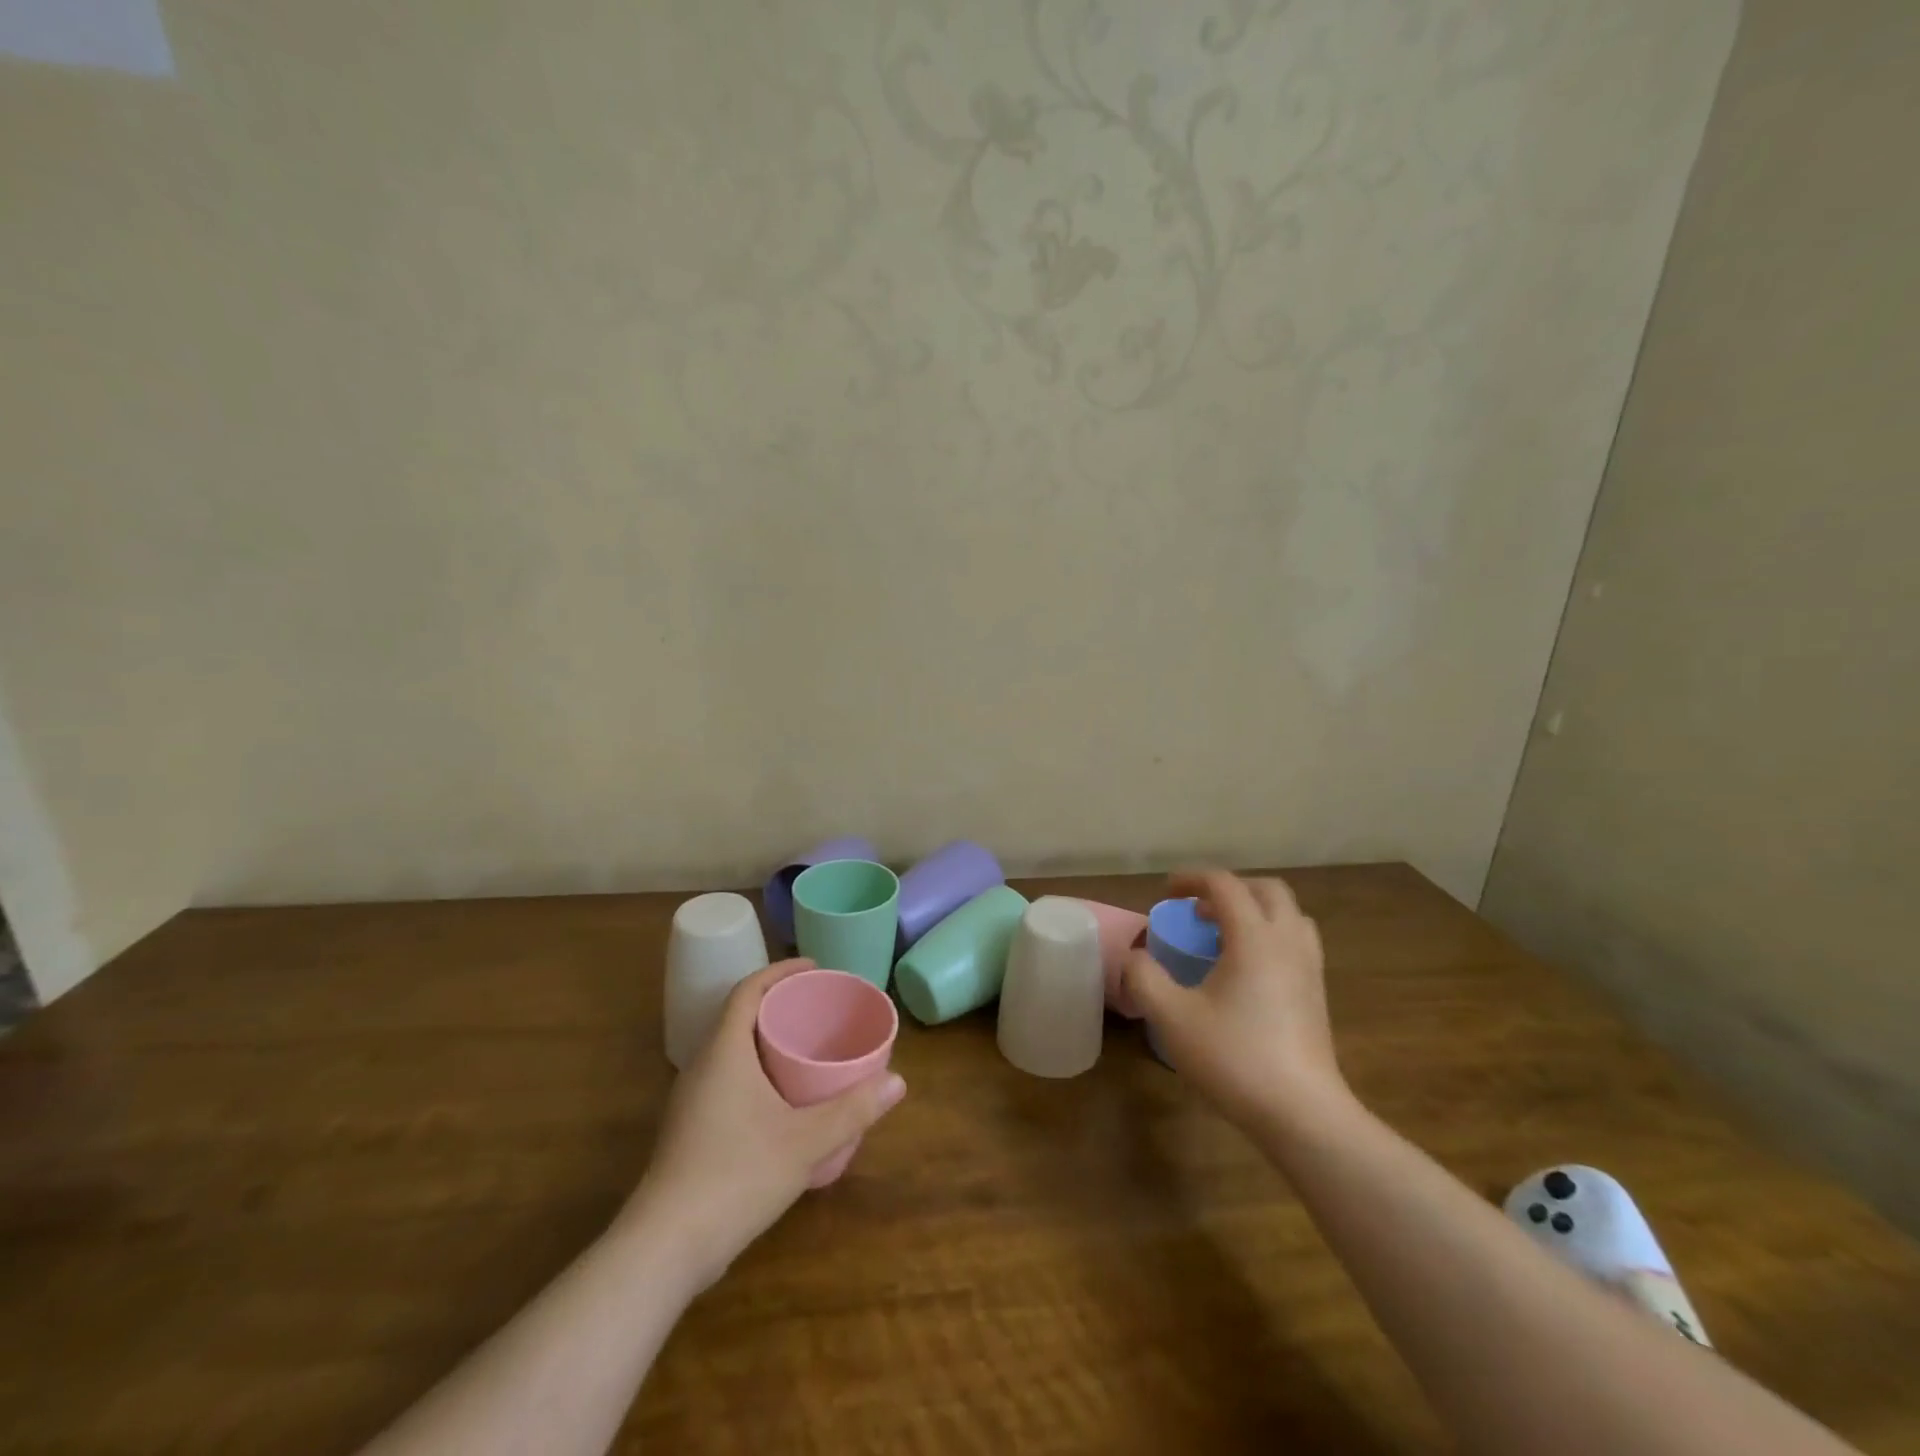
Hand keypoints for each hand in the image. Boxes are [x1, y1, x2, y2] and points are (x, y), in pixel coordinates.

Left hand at [623, 958, 906, 1290]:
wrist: (664, 1248)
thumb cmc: (736, 1177)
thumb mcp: (805, 1142)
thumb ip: (853, 1110)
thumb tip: (898, 1081)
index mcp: (724, 1051)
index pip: (747, 990)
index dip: (780, 971)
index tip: (814, 968)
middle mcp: (703, 1066)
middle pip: (739, 1015)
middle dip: (779, 1003)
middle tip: (819, 1006)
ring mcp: (691, 1100)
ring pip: (731, 1049)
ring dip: (766, 1038)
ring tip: (807, 1046)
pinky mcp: (691, 1129)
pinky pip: (727, 1077)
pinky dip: (756, 1069)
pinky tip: (782, 1098)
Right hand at [1123, 870, 1346, 1132]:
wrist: (1302, 1114)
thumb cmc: (1234, 1057)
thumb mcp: (1172, 1017)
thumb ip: (1145, 977)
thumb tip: (1136, 957)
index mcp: (1254, 937)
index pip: (1224, 885)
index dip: (1191, 879)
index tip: (1166, 893)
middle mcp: (1288, 942)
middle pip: (1267, 890)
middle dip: (1229, 889)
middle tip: (1198, 909)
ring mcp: (1309, 968)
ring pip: (1289, 916)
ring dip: (1254, 911)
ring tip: (1223, 935)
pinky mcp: (1317, 995)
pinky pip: (1296, 942)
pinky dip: (1270, 936)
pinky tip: (1246, 970)